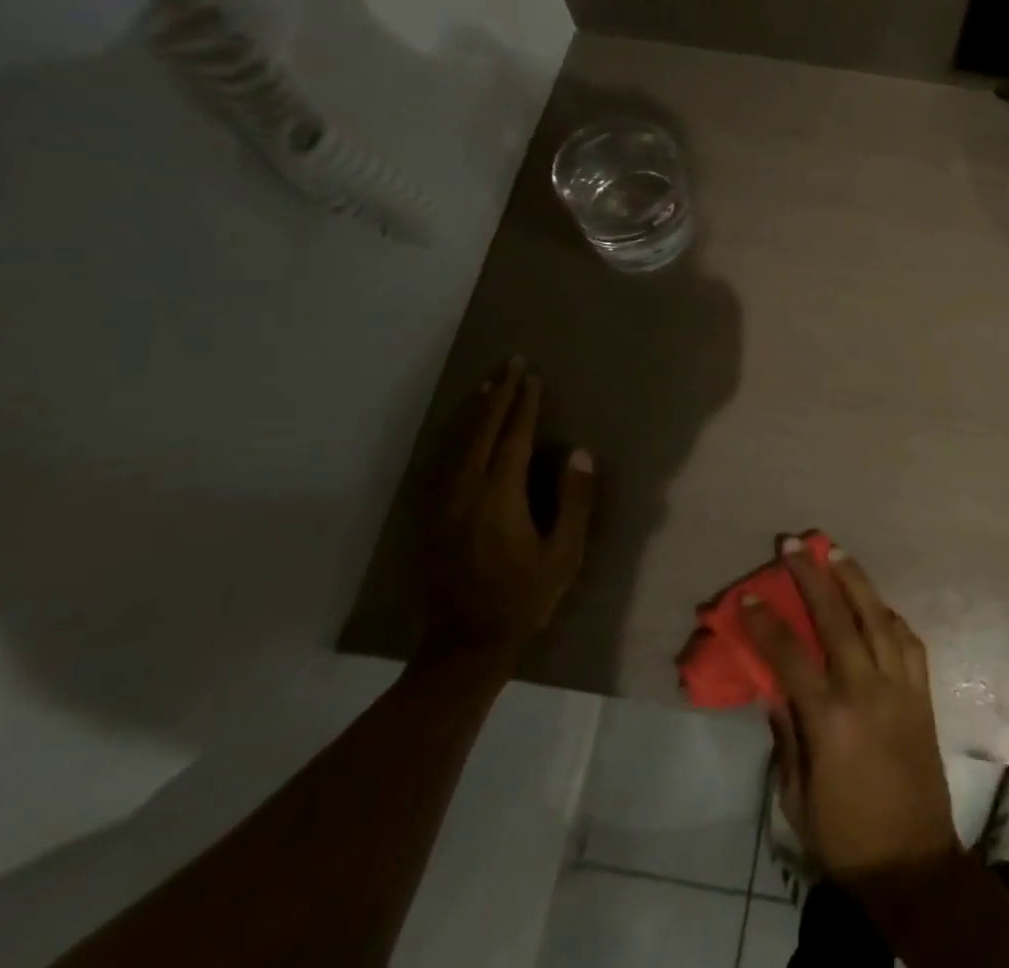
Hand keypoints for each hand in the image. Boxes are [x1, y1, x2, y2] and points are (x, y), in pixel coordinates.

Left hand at [420, 357, 593, 662]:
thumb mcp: (563, 555)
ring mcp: (442, 502)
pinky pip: (441, 460)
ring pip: (457, 441)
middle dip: (498, 393)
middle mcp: (466, 491)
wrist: (464, 644)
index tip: (532, 377)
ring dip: (474, 408)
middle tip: (510, 363)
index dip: (524, 404)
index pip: (514, 437)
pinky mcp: (430, 515)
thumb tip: (578, 453)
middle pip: (482, 430)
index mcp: (500, 497)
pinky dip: (454, 434)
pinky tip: (460, 426)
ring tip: (488, 382)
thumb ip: (573, 502)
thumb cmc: (523, 598)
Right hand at [743, 539, 959, 889]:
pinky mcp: (922, 692)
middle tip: (793, 544)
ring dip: (854, 578)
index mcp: (830, 719)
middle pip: (836, 617)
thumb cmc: (844, 835)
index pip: (790, 655)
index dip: (766, 622)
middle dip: (811, 576)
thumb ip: (785, 734)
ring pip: (877, 615)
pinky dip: (888, 614)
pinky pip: (907, 639)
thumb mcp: (796, 796)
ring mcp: (900, 686)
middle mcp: (866, 690)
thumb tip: (773, 685)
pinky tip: (875, 601)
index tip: (749, 595)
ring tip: (834, 550)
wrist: (914, 862)